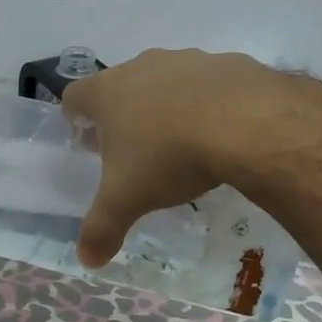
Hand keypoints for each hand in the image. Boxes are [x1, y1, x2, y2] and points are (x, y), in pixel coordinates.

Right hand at [61, 49, 291, 266]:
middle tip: (133, 151)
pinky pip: (208, 84)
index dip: (75, 119)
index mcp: (108, 92)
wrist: (247, 123)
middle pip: (120, 87)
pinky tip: (220, 133)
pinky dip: (208, 104)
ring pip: (164, 82)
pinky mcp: (228, 62)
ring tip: (179, 143)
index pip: (74, 96)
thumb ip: (102, 229)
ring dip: (165, 107)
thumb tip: (87, 261)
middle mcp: (142, 66)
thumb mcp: (127, 201)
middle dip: (122, 116)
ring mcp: (187, 60)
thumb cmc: (169, 156)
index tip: (87, 143)